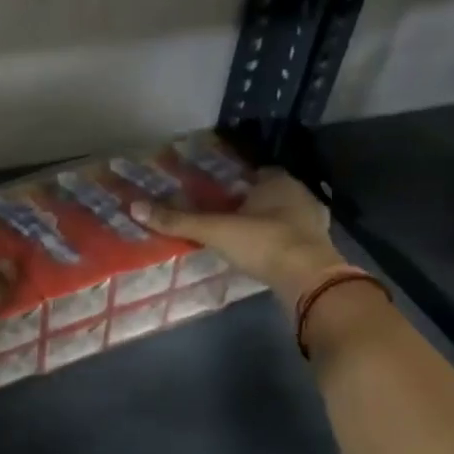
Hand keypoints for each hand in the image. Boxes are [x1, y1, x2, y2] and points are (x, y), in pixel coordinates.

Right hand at [131, 169, 343, 301]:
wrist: (309, 280)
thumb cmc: (263, 243)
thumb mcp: (216, 230)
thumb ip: (178, 220)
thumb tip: (135, 207)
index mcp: (279, 182)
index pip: (258, 172)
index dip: (239, 181)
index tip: (220, 193)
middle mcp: (300, 196)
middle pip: (272, 194)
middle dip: (253, 203)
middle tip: (226, 216)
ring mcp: (314, 224)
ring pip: (285, 217)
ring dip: (267, 224)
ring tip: (241, 238)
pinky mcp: (318, 250)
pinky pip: (293, 240)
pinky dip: (279, 245)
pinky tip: (263, 256)